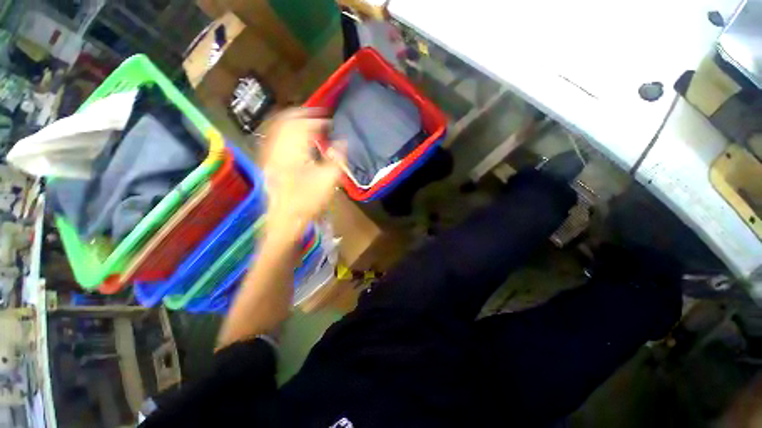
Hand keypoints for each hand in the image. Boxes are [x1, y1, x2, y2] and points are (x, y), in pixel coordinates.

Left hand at [260, 109, 343, 243]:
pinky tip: (293, 137)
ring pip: (278, 128)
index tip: (330, 121)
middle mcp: (277, 148)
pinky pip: (273, 138)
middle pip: (287, 120)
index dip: (318, 120)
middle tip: (319, 116)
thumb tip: (343, 142)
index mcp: (293, 151)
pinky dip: (284, 132)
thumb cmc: (308, 202)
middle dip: (304, 115)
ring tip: (308, 123)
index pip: (304, 125)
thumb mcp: (328, 181)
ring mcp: (268, 155)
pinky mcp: (267, 163)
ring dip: (293, 122)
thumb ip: (337, 158)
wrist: (285, 220)